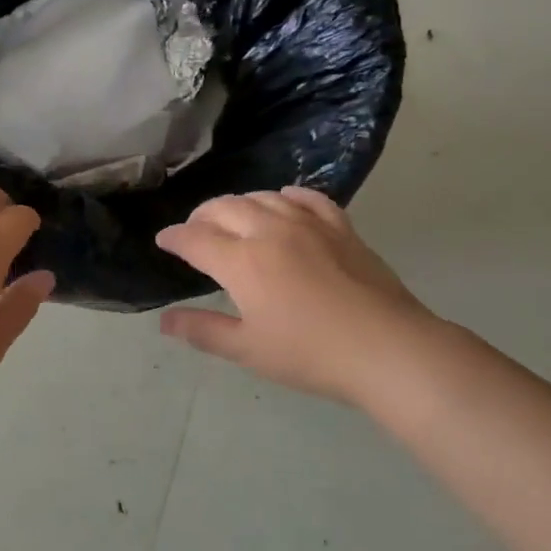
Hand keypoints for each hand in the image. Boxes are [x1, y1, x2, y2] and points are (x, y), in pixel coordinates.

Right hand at [156, 187, 433, 403]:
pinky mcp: (340, 227)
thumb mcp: (248, 349)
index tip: (163, 240)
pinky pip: (307, 198)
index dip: (174, 238)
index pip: (195, 239)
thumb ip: (203, 330)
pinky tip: (284, 203)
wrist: (386, 347)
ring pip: (262, 197)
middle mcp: (269, 230)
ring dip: (238, 205)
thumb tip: (164, 320)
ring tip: (233, 220)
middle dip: (201, 216)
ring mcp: (308, 224)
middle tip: (194, 232)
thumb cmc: (310, 353)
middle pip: (224, 208)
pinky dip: (286, 197)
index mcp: (242, 260)